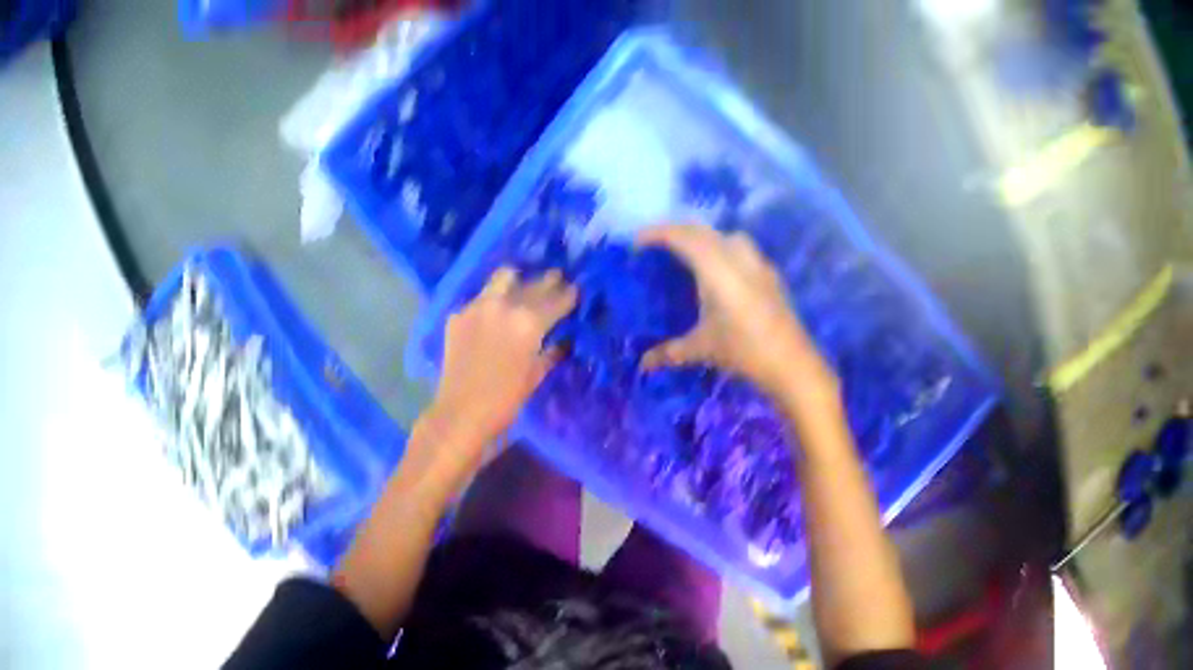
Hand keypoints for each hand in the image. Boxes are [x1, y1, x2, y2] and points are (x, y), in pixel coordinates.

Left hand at [432, 267, 577, 448]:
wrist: (460, 413)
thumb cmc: (505, 401)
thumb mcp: (535, 375)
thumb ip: (551, 351)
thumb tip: (564, 340)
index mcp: (529, 321)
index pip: (557, 298)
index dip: (569, 294)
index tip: (575, 291)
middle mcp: (504, 305)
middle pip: (532, 283)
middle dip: (547, 283)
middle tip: (555, 282)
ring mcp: (477, 306)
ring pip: (503, 278)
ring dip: (517, 282)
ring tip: (521, 289)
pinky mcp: (457, 315)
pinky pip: (480, 299)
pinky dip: (491, 303)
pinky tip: (493, 316)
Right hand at [638, 225, 837, 403]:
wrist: (791, 363)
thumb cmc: (743, 350)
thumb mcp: (701, 349)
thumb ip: (670, 352)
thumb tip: (643, 365)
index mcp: (716, 267)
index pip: (682, 236)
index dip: (657, 234)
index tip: (637, 242)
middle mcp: (737, 256)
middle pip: (703, 231)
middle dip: (677, 232)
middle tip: (658, 246)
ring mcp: (758, 263)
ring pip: (727, 237)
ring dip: (705, 238)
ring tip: (690, 256)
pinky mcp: (771, 275)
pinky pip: (743, 251)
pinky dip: (724, 251)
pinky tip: (721, 274)